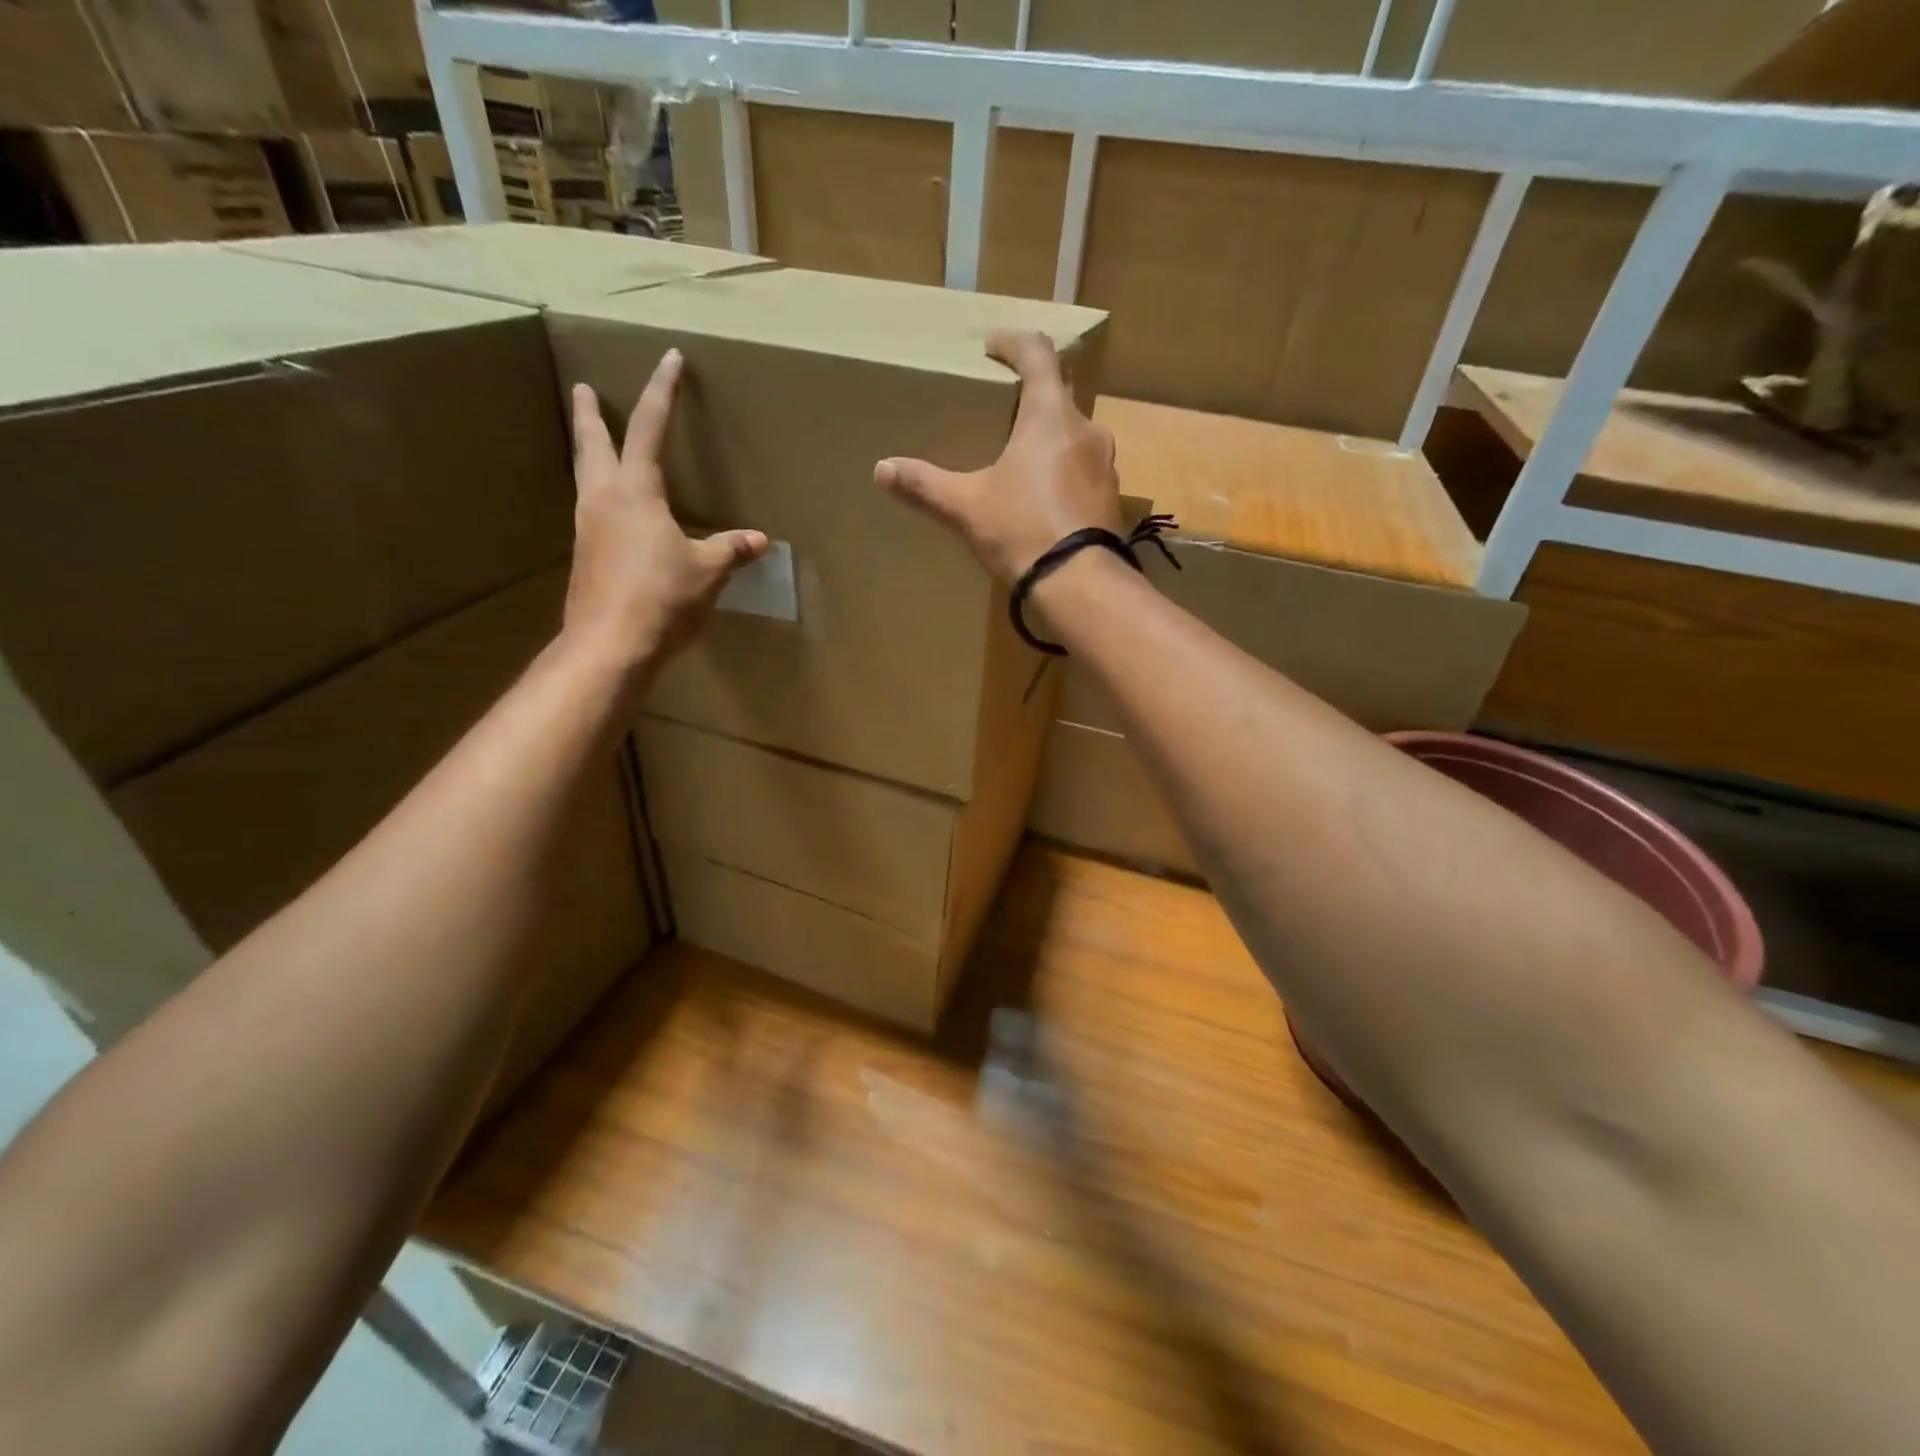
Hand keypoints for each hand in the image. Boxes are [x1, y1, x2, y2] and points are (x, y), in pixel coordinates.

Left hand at [562, 350, 767, 676]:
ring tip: (593, 443)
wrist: (609, 645)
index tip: (669, 359)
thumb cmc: (662, 598)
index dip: (662, 392)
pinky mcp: (584, 557)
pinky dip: (598, 495)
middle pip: (594, 444)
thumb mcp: (707, 572)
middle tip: (585, 389)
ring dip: (588, 452)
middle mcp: (603, 500)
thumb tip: (759, 540)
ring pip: (585, 476)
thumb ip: (730, 550)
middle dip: (592, 414)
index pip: (651, 429)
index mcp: (635, 492)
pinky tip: (610, 511)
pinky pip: (591, 511)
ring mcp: (587, 529)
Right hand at [874, 330, 1118, 583]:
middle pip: (1058, 395)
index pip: (1038, 354)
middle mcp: (1086, 429)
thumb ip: (924, 485)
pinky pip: (1085, 469)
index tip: (992, 347)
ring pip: (1075, 434)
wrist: (1079, 584)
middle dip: (1030, 396)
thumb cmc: (1021, 530)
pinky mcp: (1111, 498)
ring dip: (1049, 436)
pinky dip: (1064, 470)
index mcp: (1050, 415)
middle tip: (1001, 409)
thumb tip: (882, 469)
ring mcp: (1105, 465)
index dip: (1013, 343)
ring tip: (1021, 456)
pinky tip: (1043, 495)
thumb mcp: (966, 506)